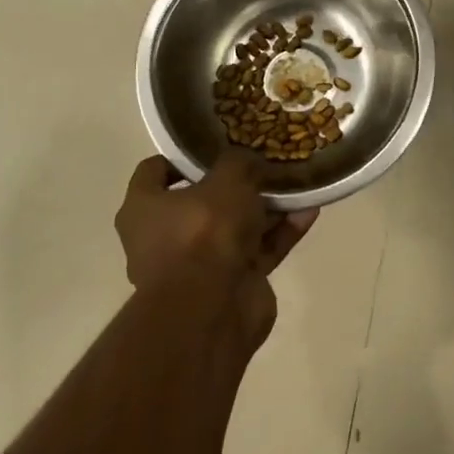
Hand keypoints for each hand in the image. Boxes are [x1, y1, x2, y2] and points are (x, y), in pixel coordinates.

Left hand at [113, 151, 317, 347]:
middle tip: (264, 163)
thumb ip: (238, 163)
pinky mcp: (232, 283)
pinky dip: (281, 232)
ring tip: (296, 183)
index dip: (182, 156)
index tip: (214, 144)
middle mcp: (165, 237)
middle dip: (235, 184)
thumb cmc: (204, 232)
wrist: (212, 309)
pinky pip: (259, 250)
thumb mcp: (225, 180)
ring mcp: (200, 264)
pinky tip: (308, 212)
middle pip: (202, 201)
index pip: (154, 171)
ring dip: (266, 208)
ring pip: (236, 227)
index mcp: (144, 209)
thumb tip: (247, 160)